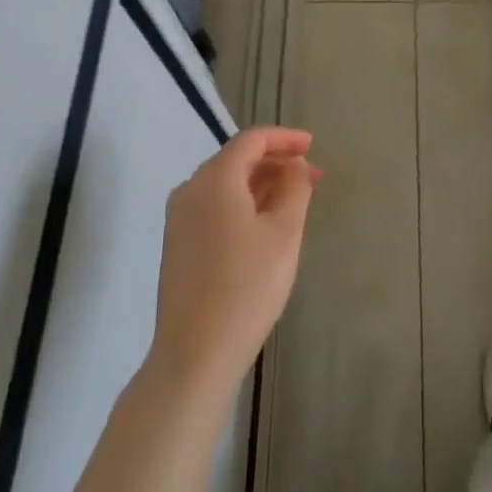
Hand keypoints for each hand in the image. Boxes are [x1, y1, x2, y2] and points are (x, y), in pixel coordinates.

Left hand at [149, 126, 318, 401]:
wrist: (195, 354)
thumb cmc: (247, 287)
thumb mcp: (284, 233)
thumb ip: (295, 188)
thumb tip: (295, 165)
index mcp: (214, 178)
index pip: (251, 140)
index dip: (284, 138)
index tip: (312, 145)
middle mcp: (190, 189)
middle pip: (236, 160)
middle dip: (276, 163)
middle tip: (312, 177)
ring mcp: (179, 219)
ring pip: (225, 185)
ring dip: (261, 185)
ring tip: (295, 200)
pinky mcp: (178, 245)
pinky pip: (215, 207)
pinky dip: (243, 204)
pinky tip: (265, 225)